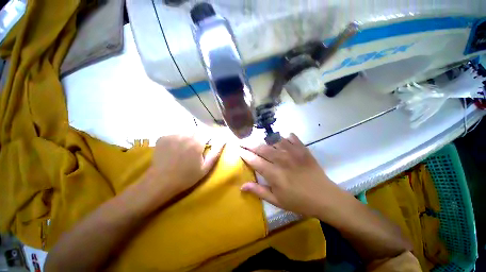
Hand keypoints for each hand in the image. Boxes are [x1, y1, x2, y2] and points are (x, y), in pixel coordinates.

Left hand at [139, 134, 223, 209]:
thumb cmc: (187, 176)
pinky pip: (174, 135)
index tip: (205, 147)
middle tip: (194, 150)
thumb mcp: (206, 167)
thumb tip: (223, 141)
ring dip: (187, 138)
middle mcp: (185, 135)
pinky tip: (174, 149)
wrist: (161, 182)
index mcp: (197, 142)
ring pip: (185, 132)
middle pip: (196, 132)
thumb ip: (216, 152)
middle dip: (197, 139)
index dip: (207, 140)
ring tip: (184, 150)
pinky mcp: (163, 137)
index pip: (207, 133)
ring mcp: (172, 135)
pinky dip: (176, 139)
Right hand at [239, 133, 346, 217]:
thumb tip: (242, 186)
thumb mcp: (277, 201)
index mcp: (274, 174)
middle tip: (243, 141)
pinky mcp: (303, 149)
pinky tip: (282, 138)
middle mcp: (281, 160)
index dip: (244, 154)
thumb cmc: (299, 202)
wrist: (325, 198)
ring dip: (265, 139)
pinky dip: (285, 136)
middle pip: (262, 148)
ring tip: (260, 139)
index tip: (238, 149)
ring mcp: (293, 152)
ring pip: (274, 140)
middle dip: (250, 144)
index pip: (254, 160)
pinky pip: (291, 137)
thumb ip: (259, 191)